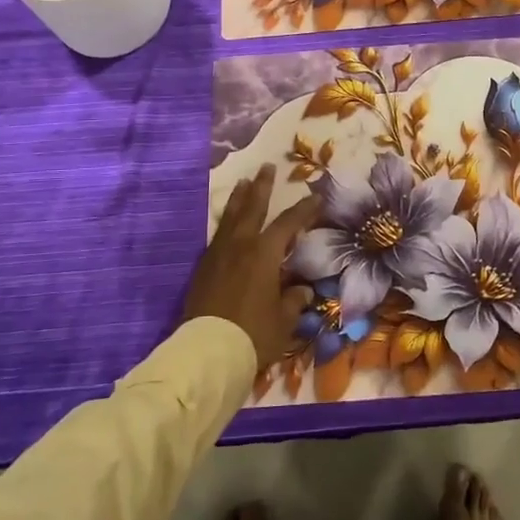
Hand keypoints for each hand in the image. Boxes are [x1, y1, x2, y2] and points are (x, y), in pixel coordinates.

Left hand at [181, 167, 321, 370]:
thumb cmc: (253, 333)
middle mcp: (241, 245)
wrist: (207, 352)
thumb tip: (302, 291)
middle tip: (266, 167)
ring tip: (243, 183)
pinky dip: (225, 223)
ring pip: (230, 217)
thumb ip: (293, 301)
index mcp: (264, 253)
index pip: (289, 223)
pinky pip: (217, 236)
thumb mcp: (283, 319)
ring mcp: (218, 255)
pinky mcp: (203, 269)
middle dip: (262, 186)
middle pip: (253, 207)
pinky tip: (227, 224)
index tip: (316, 196)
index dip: (305, 209)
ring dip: (239, 199)